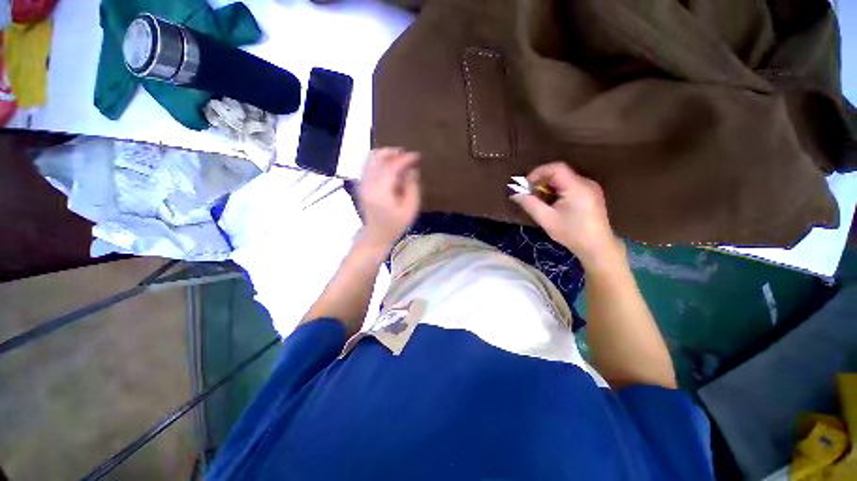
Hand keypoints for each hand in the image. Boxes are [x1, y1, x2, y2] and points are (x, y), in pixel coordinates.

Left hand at [357, 148, 420, 251]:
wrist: (376, 235)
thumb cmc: (395, 224)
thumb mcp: (410, 208)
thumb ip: (412, 187)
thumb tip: (412, 170)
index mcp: (381, 190)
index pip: (392, 166)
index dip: (405, 158)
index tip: (417, 156)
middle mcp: (368, 183)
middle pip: (377, 157)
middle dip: (393, 152)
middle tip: (407, 156)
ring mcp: (362, 183)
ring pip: (370, 158)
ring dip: (385, 155)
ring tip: (399, 160)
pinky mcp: (361, 184)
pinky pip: (368, 165)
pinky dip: (379, 161)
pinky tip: (390, 168)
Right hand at [511, 162, 622, 267]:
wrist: (597, 247)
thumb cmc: (571, 233)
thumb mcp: (546, 219)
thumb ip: (529, 204)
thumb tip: (514, 194)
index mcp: (577, 187)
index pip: (556, 168)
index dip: (538, 173)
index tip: (525, 185)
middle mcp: (586, 182)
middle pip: (560, 173)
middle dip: (541, 181)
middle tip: (529, 194)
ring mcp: (591, 188)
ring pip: (564, 180)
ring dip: (549, 187)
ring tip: (539, 200)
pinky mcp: (592, 195)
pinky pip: (571, 186)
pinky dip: (558, 191)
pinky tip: (552, 203)